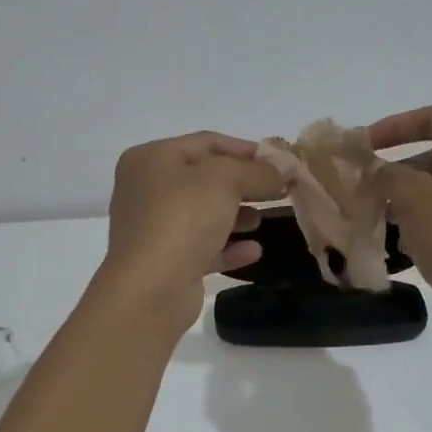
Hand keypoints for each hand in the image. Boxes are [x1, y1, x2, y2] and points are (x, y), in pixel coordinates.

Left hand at [98, 132, 282, 335]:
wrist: (150, 289)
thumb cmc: (182, 219)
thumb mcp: (225, 181)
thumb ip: (258, 171)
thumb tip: (284, 168)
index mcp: (151, 159)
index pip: (206, 142)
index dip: (246, 149)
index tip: (281, 162)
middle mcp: (146, 189)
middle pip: (204, 178)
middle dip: (244, 184)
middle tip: (280, 191)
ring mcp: (153, 228)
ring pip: (203, 214)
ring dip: (236, 215)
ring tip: (262, 220)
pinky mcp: (165, 262)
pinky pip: (202, 247)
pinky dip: (227, 246)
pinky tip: (254, 251)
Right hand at [368, 106, 431, 342]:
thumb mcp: (416, 202)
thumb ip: (389, 176)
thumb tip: (378, 170)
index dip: (393, 126)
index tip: (362, 147)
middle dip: (397, 170)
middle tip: (365, 191)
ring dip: (409, 200)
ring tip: (380, 221)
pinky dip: (429, 222)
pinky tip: (408, 247)